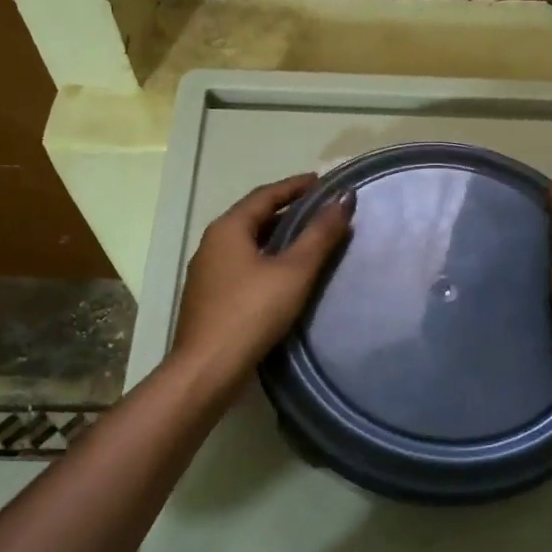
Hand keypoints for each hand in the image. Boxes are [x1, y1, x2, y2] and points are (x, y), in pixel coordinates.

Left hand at [170, 173, 353, 381]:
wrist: (207, 369)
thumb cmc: (252, 312)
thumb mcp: (294, 271)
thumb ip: (320, 234)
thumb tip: (344, 198)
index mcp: (228, 228)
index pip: (266, 194)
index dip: (296, 186)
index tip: (323, 182)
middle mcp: (212, 243)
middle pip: (254, 216)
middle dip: (287, 210)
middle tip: (320, 210)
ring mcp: (208, 271)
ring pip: (248, 242)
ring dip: (277, 235)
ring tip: (308, 238)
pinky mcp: (209, 296)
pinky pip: (242, 263)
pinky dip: (266, 258)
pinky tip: (284, 273)